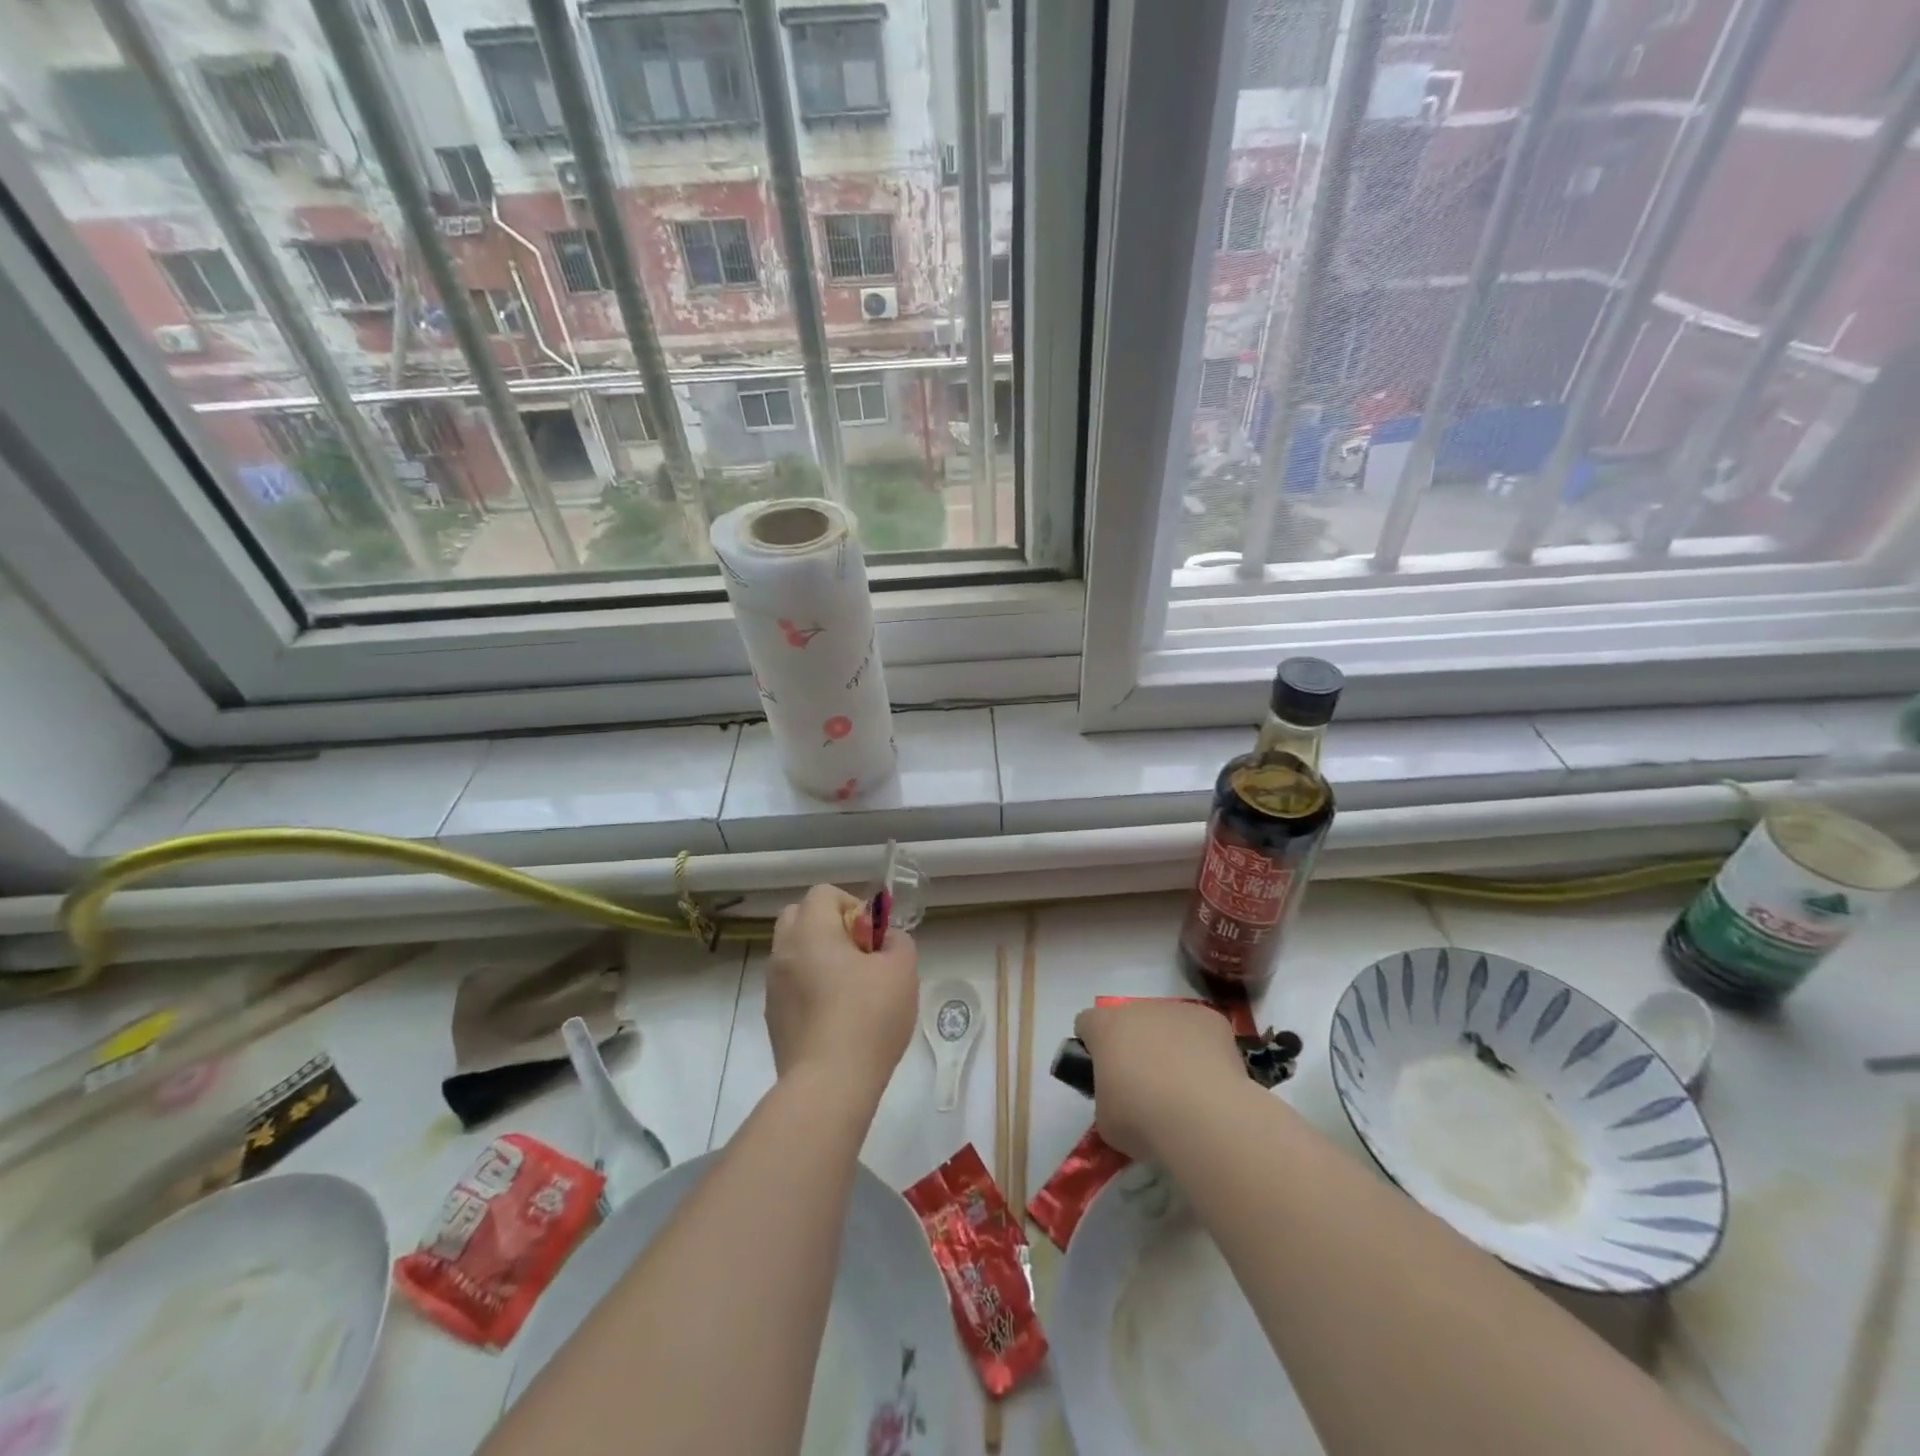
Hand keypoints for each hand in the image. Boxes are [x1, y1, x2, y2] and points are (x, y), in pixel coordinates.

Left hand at [766, 884, 918, 1102]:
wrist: (829, 1084)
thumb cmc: (868, 1017)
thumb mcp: (902, 970)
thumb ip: (897, 941)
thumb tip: (885, 939)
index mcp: (811, 932)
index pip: (823, 893)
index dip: (852, 905)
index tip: (872, 937)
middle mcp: (784, 952)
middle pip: (799, 916)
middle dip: (829, 925)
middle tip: (859, 954)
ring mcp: (773, 987)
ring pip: (793, 952)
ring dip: (818, 957)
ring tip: (849, 987)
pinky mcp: (772, 1018)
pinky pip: (790, 984)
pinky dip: (809, 986)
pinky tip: (836, 1015)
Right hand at [1073, 1000, 1243, 1160]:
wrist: (1204, 1117)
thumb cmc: (1143, 1119)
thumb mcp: (1106, 1118)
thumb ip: (1106, 1096)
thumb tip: (1121, 1099)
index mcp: (1105, 1028)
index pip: (1087, 1023)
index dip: (1092, 1045)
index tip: (1101, 1070)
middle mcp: (1139, 1009)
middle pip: (1130, 1020)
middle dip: (1134, 1044)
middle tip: (1145, 1084)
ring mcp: (1178, 1010)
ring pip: (1167, 1023)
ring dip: (1169, 1045)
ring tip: (1184, 1087)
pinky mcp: (1212, 1019)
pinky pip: (1201, 1031)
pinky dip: (1202, 1050)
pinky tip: (1210, 1081)